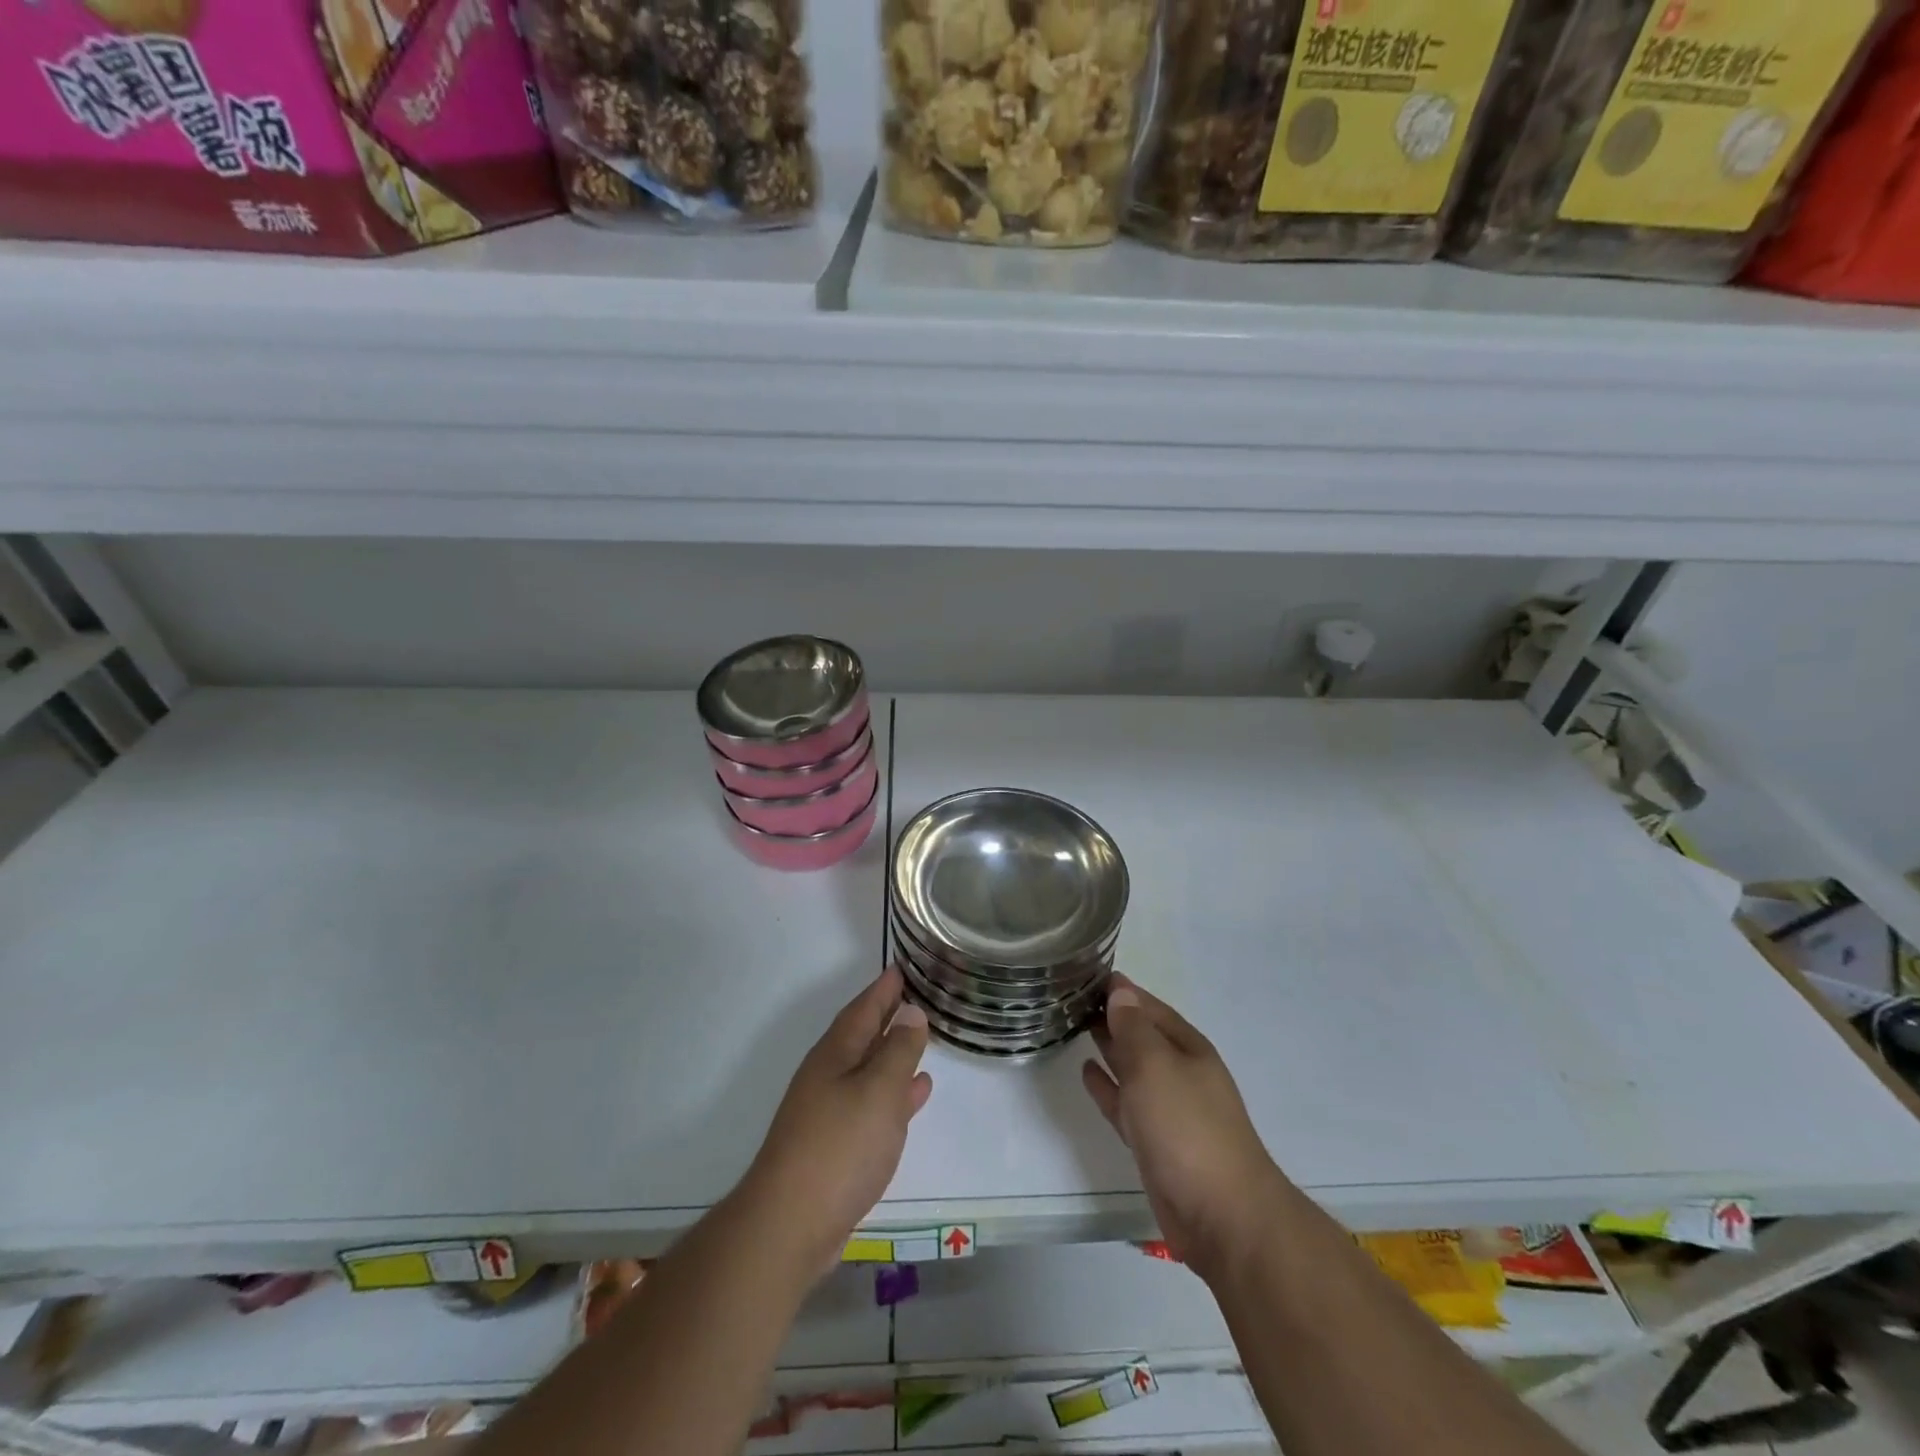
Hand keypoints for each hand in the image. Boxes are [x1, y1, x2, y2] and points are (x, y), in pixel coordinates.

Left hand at [744, 966, 932, 1269]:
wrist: (790, 1225)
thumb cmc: (839, 1147)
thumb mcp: (878, 1091)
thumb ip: (898, 1051)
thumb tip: (910, 1012)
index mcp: (835, 1055)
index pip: (863, 1009)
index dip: (883, 989)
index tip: (901, 968)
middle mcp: (829, 1076)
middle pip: (863, 1035)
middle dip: (887, 1015)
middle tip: (915, 996)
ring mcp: (830, 1112)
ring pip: (869, 1069)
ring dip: (894, 1053)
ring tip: (923, 1039)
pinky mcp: (836, 1145)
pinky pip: (872, 1103)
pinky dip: (895, 1092)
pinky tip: (915, 1094)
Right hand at [1082, 976, 1283, 1281]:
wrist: (1222, 1217)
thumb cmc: (1187, 1129)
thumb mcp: (1155, 1067)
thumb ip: (1133, 1029)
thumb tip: (1120, 992)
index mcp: (1187, 1048)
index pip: (1149, 1006)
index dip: (1121, 990)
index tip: (1085, 973)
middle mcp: (1179, 1072)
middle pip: (1141, 1034)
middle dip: (1112, 1016)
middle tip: (1070, 997)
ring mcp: (1168, 1109)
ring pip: (1132, 1067)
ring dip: (1108, 1046)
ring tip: (1074, 1025)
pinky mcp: (1155, 1142)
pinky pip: (1125, 1102)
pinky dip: (1107, 1086)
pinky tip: (1087, 1071)